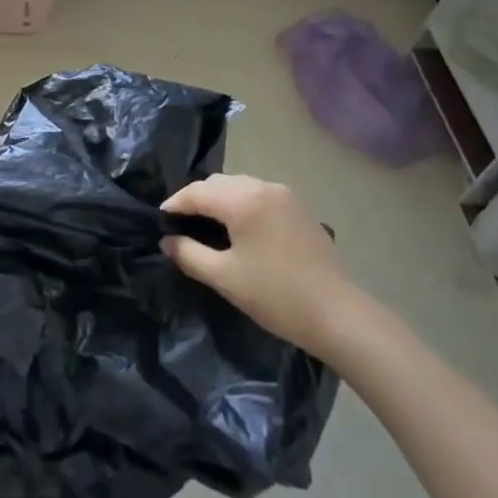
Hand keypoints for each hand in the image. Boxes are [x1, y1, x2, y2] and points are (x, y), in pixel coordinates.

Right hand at [160, 175, 358, 356]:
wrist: (337, 314)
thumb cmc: (275, 295)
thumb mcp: (225, 278)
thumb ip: (190, 254)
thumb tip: (168, 240)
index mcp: (243, 199)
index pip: (197, 191)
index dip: (175, 204)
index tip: (160, 220)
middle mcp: (263, 187)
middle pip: (218, 183)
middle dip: (197, 199)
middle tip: (182, 226)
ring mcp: (284, 195)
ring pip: (239, 186)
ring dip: (220, 200)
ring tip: (208, 227)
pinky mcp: (298, 208)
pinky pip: (259, 195)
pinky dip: (242, 204)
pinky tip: (240, 229)